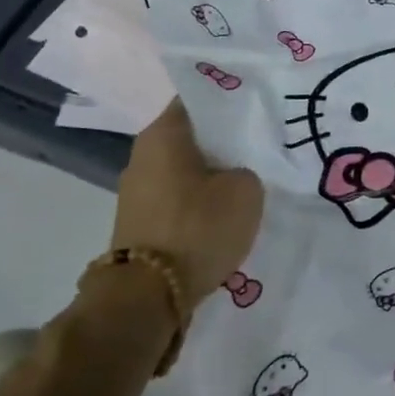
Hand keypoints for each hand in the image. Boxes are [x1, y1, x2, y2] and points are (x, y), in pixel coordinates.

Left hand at [111, 99, 262, 308]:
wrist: (148, 296)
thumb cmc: (198, 227)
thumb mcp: (246, 189)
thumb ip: (245, 168)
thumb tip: (234, 173)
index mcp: (164, 133)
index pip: (199, 99)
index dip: (229, 100)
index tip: (257, 107)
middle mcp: (143, 153)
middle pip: (191, 134)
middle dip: (222, 139)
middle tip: (258, 143)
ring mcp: (136, 189)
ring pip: (184, 166)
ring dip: (210, 172)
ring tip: (246, 178)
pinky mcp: (139, 220)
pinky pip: (176, 195)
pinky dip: (198, 198)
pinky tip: (223, 209)